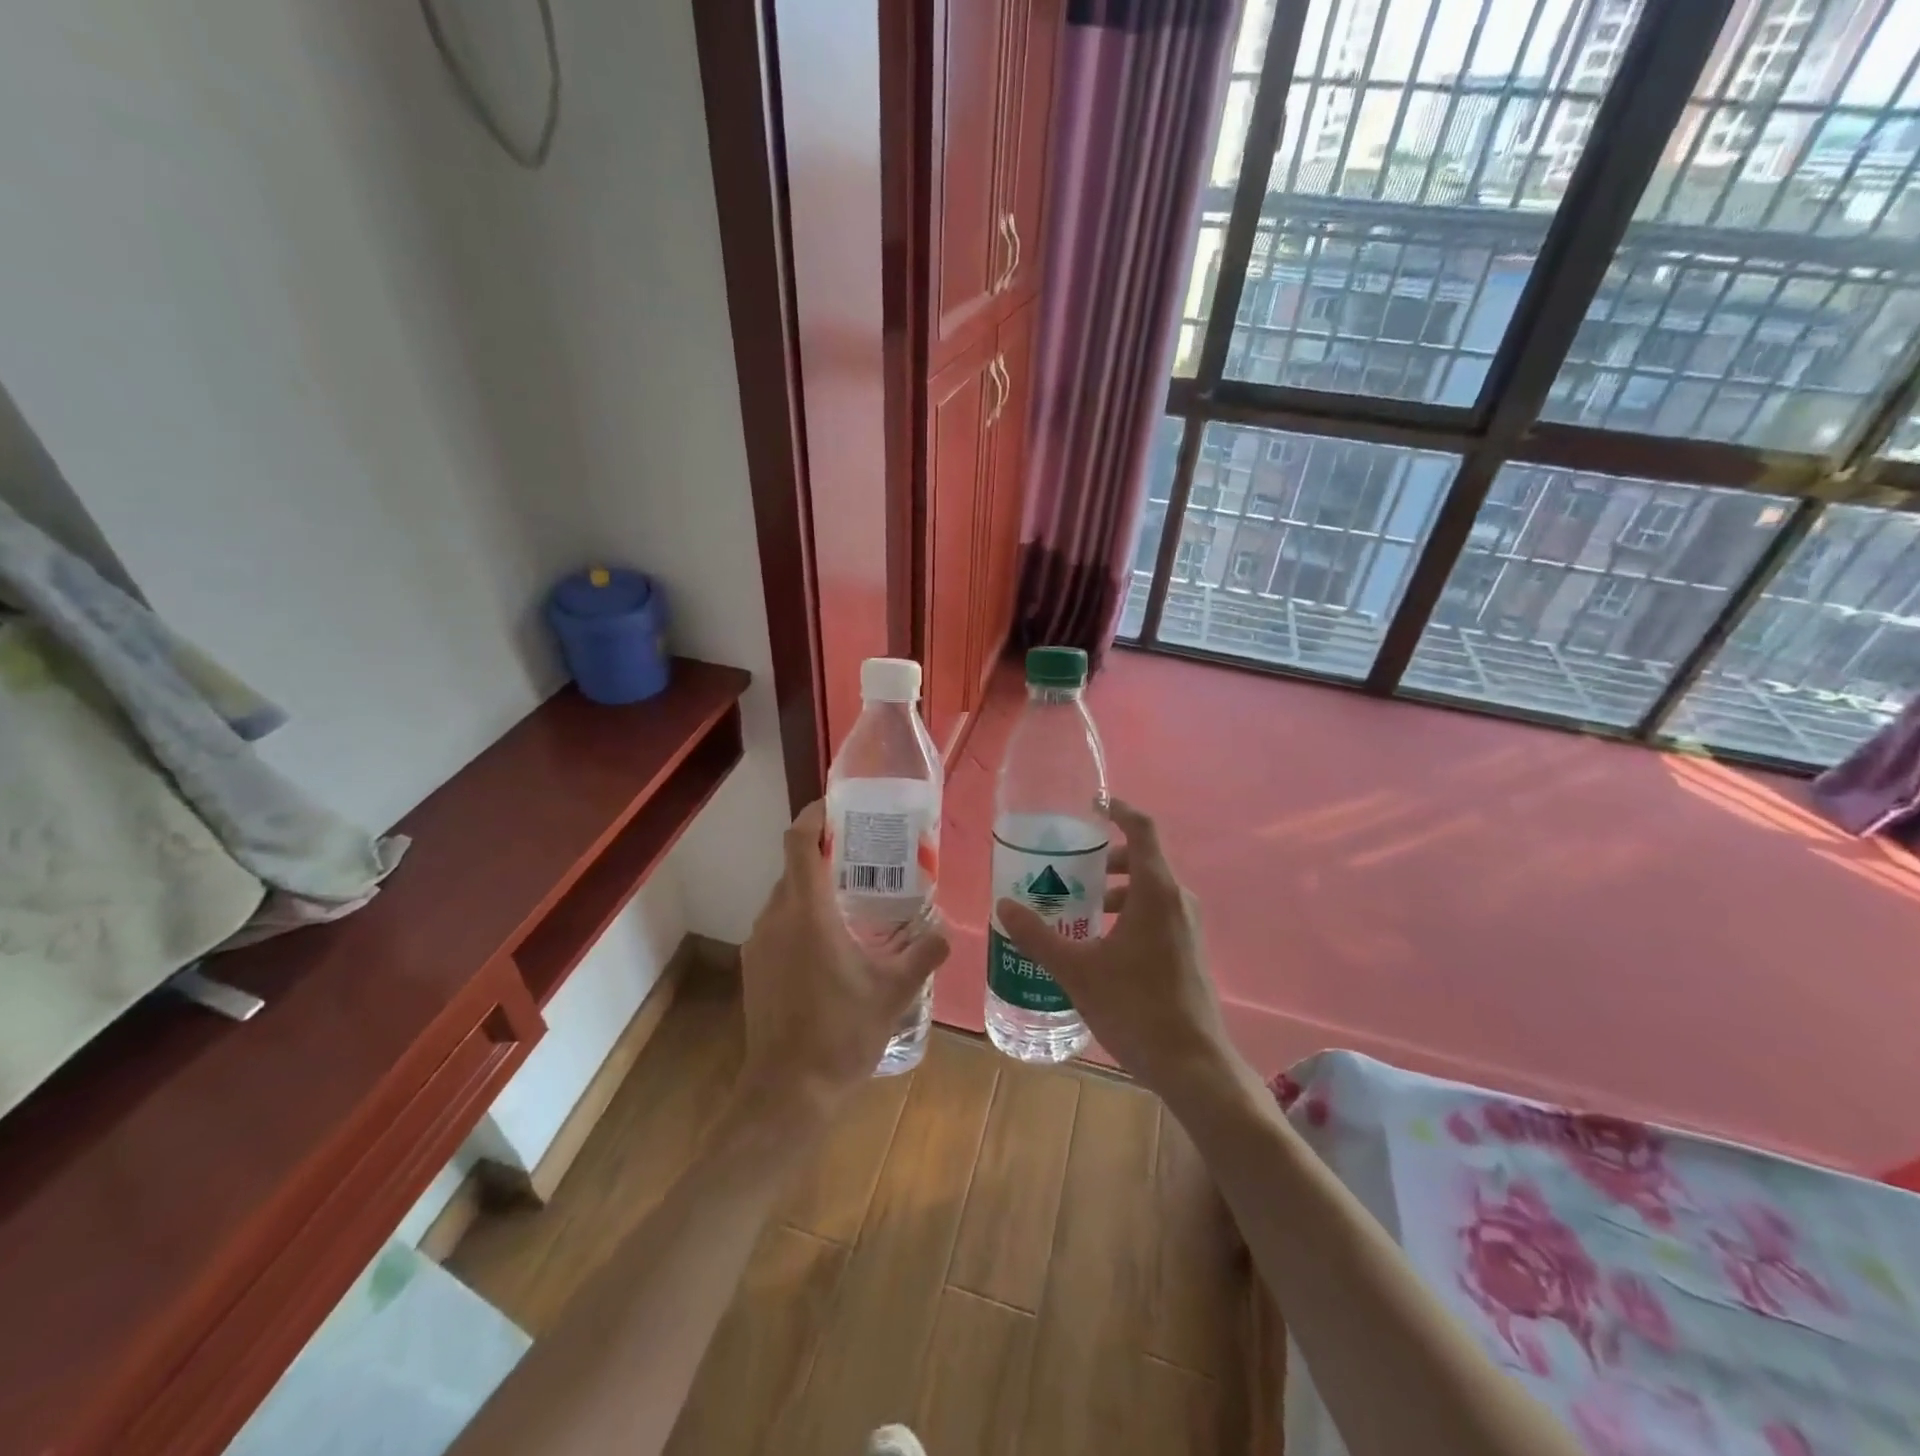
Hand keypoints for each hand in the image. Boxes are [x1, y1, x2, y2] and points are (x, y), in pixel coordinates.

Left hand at [738, 802, 948, 1120]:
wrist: (788, 1092)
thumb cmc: (841, 1034)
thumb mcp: (894, 993)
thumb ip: (924, 956)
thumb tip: (947, 932)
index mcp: (807, 914)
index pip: (798, 844)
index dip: (812, 816)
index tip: (835, 807)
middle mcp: (775, 919)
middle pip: (792, 868)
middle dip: (822, 855)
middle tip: (862, 857)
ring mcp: (758, 944)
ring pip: (784, 899)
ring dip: (811, 890)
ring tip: (851, 900)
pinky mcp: (753, 968)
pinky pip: (776, 926)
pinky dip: (800, 919)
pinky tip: (829, 945)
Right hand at [995, 798, 1231, 1098]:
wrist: (1194, 1065)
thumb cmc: (1136, 1007)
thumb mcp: (1077, 971)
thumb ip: (1039, 936)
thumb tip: (1004, 906)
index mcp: (1155, 891)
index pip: (1142, 829)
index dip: (1119, 809)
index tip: (1091, 804)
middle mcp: (1176, 900)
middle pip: (1141, 859)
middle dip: (1103, 857)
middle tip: (1066, 866)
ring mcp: (1187, 926)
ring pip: (1147, 889)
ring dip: (1113, 889)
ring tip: (1075, 906)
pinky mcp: (1187, 950)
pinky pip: (1155, 912)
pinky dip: (1127, 911)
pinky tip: (1097, 941)